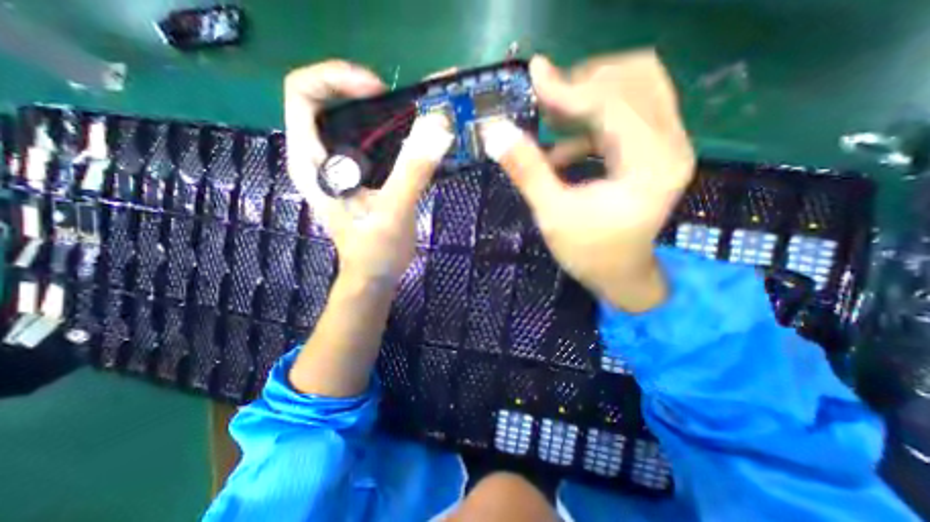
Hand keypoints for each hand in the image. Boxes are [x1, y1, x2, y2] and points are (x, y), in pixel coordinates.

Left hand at [285, 60, 456, 285]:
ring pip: (350, 120)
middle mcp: (319, 157)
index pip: (304, 94)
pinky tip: (410, 142)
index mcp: (311, 161)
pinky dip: (388, 133)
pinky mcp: (358, 176)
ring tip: (410, 119)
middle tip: (400, 103)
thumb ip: (413, 170)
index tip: (379, 90)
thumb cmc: (374, 251)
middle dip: (362, 92)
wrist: (374, 276)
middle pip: (328, 100)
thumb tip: (438, 128)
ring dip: (379, 112)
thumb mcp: (394, 211)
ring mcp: (338, 166)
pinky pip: (368, 141)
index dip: (337, 79)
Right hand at [483, 52, 691, 310]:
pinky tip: (562, 148)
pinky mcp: (652, 151)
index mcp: (650, 164)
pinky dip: (591, 122)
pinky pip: (626, 115)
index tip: (533, 77)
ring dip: (589, 96)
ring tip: (551, 115)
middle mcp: (670, 145)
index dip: (569, 89)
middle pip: (636, 79)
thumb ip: (527, 170)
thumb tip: (496, 133)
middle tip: (545, 98)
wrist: (620, 275)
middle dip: (585, 82)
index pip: (613, 103)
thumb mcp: (552, 214)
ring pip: (635, 89)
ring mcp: (665, 146)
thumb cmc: (589, 253)